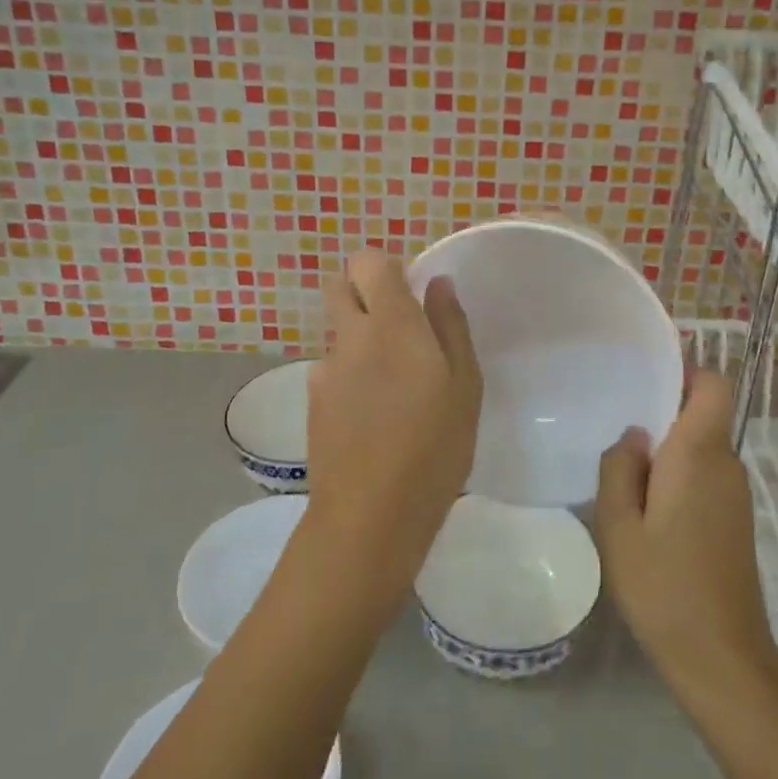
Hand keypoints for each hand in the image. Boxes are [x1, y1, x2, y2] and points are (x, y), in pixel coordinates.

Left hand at [304, 251, 482, 597]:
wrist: (370, 517)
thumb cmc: (434, 447)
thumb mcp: (464, 385)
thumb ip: (450, 326)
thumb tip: (438, 283)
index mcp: (392, 324)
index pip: (368, 262)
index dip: (386, 268)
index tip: (410, 292)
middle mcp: (351, 336)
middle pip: (339, 286)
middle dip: (362, 290)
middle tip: (397, 325)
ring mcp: (326, 369)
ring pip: (337, 329)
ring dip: (359, 335)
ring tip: (391, 381)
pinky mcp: (313, 401)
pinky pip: (331, 367)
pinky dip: (349, 372)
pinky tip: (371, 412)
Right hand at [595, 369, 777, 701]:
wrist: (723, 660)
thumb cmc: (664, 587)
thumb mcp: (619, 527)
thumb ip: (619, 468)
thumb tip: (635, 434)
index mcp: (700, 453)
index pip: (714, 385)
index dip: (686, 372)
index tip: (647, 382)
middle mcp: (726, 464)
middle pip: (703, 413)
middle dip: (664, 414)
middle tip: (618, 432)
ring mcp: (736, 494)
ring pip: (702, 447)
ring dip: (668, 451)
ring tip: (625, 474)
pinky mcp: (736, 521)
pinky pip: (706, 475)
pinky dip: (678, 477)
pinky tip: (648, 510)